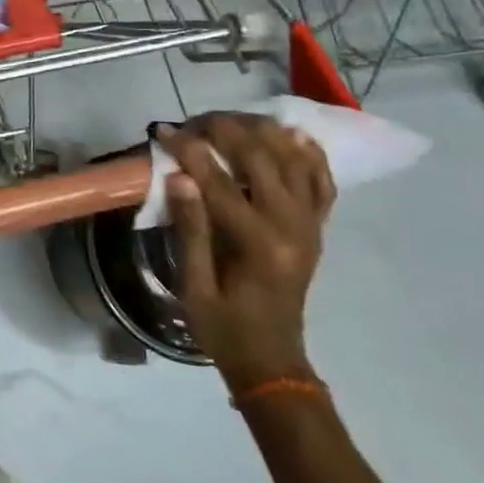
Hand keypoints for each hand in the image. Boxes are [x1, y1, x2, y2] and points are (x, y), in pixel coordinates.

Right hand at [154, 113, 334, 392]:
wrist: (272, 361)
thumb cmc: (224, 327)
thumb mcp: (194, 285)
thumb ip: (191, 228)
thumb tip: (179, 175)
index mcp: (258, 244)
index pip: (219, 181)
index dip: (188, 149)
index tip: (161, 130)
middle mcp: (292, 227)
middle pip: (261, 157)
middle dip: (224, 129)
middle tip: (192, 122)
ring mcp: (311, 226)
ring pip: (295, 159)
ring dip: (263, 131)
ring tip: (229, 121)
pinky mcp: (317, 228)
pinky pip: (322, 181)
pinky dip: (308, 153)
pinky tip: (289, 134)